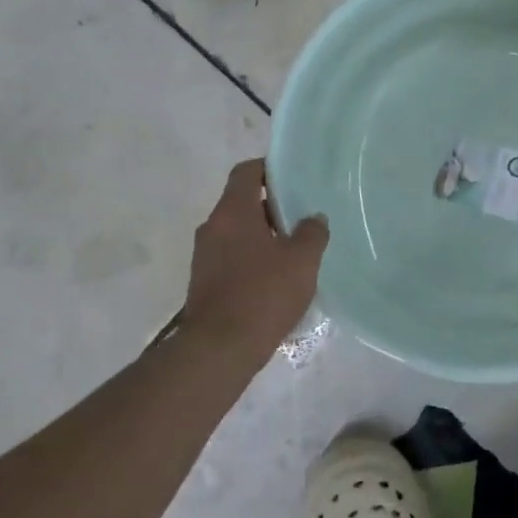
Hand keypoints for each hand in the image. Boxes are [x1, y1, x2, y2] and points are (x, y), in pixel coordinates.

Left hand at [183, 160, 327, 352]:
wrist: (219, 348)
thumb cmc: (263, 294)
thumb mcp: (302, 261)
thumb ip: (312, 233)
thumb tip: (314, 218)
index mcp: (233, 212)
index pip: (246, 172)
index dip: (268, 169)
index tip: (292, 178)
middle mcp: (213, 227)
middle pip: (241, 202)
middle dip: (271, 206)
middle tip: (302, 217)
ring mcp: (204, 255)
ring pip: (237, 231)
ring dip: (263, 235)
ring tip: (294, 250)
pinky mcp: (204, 281)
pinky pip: (231, 256)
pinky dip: (252, 257)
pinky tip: (276, 278)